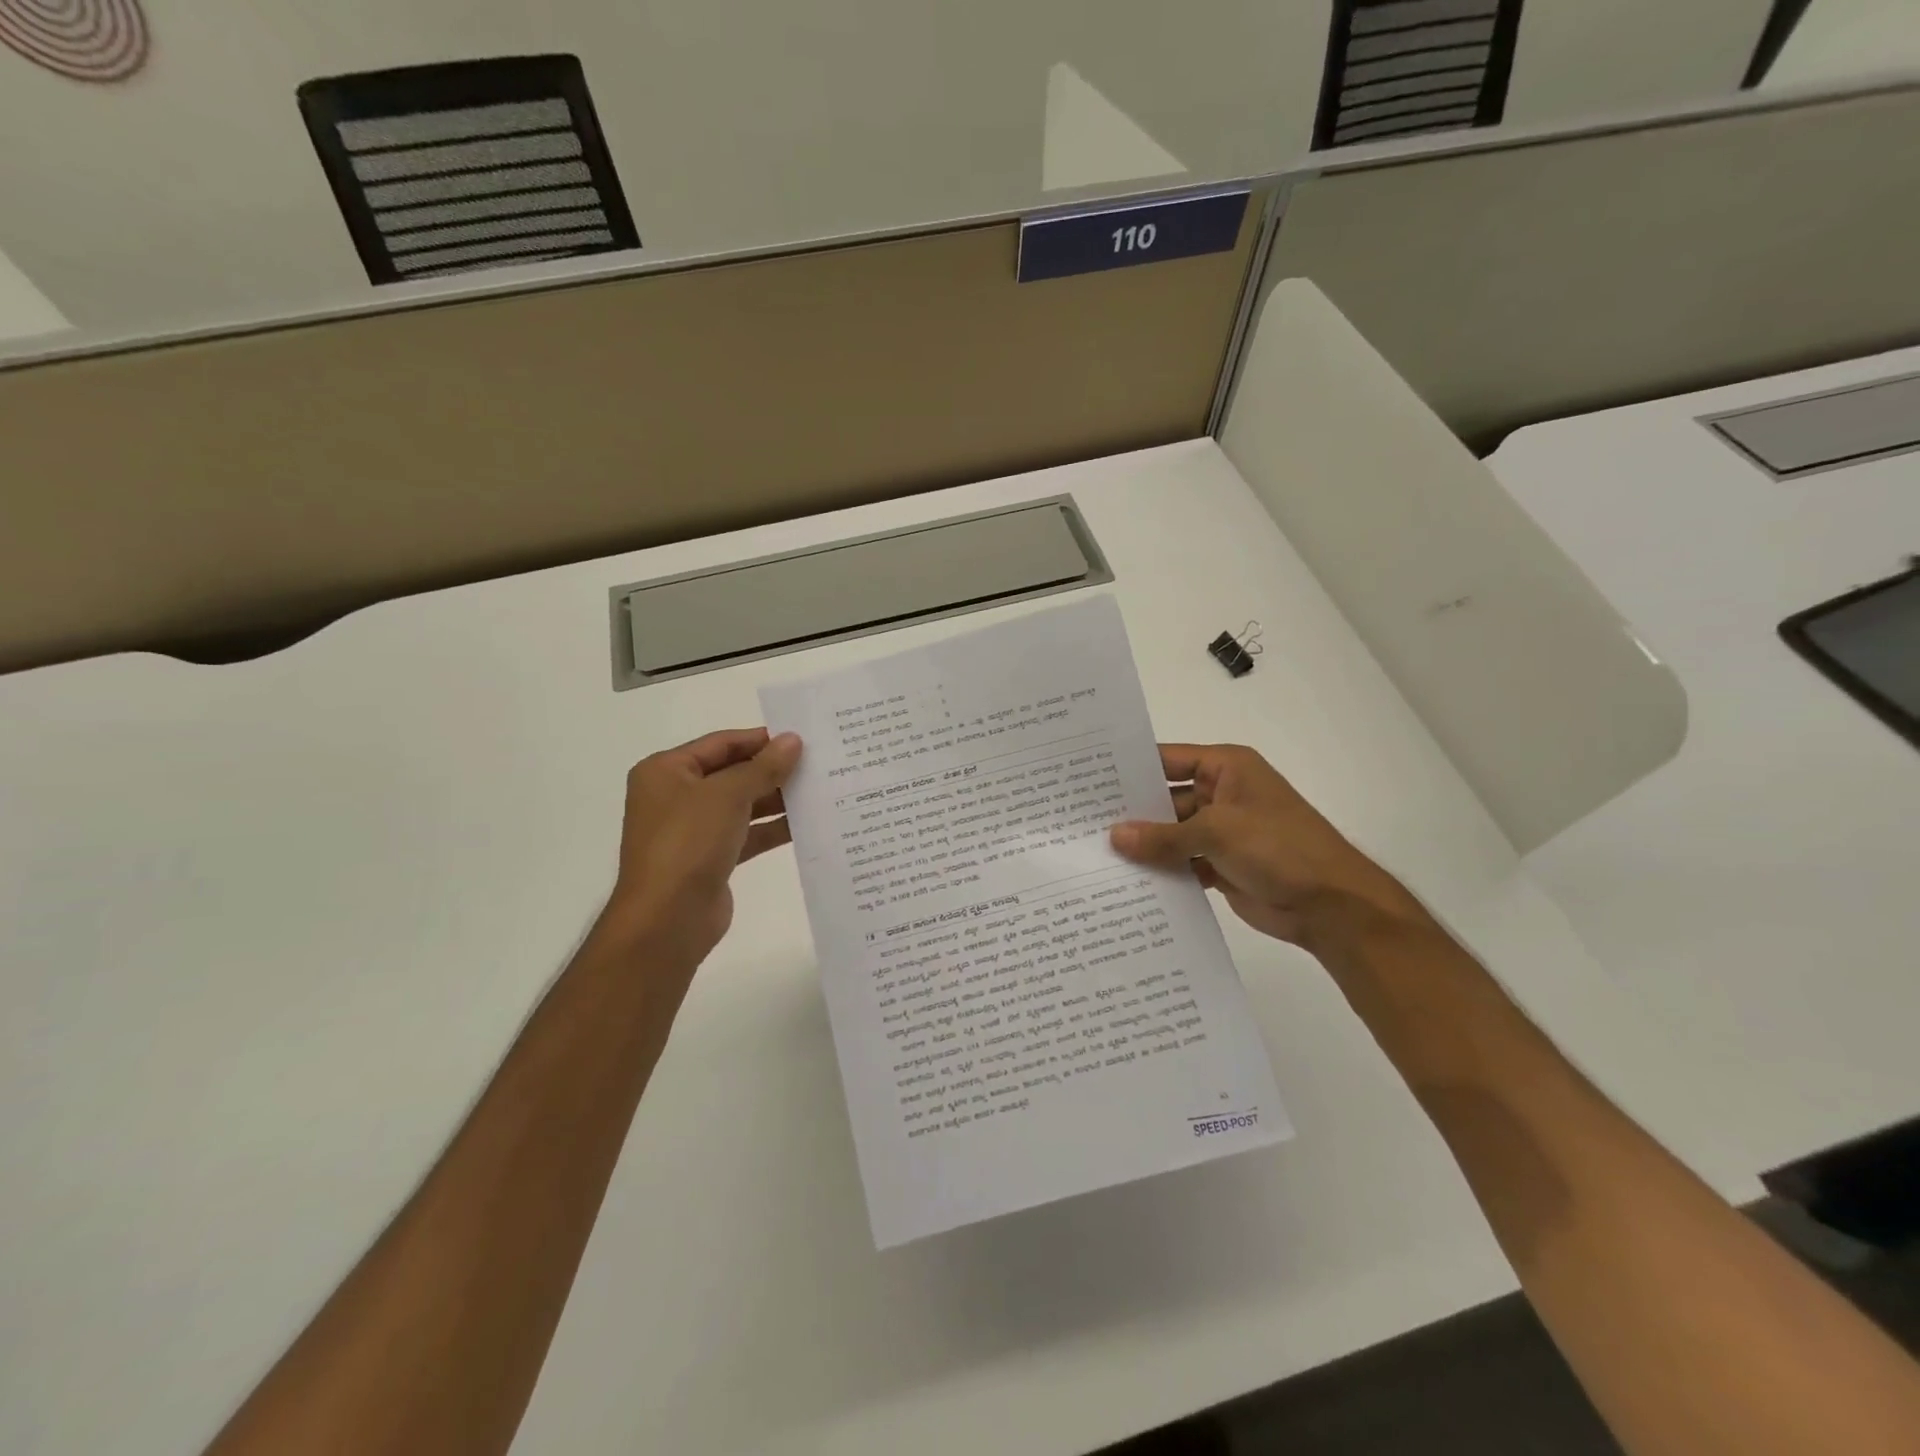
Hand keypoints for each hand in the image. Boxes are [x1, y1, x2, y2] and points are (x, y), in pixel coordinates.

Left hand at [601, 728, 802, 968]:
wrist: (667, 919)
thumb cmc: (689, 842)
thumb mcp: (728, 794)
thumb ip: (764, 767)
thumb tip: (793, 740)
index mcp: (666, 771)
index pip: (721, 743)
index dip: (760, 740)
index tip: (801, 739)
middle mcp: (676, 796)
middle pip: (732, 772)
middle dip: (771, 770)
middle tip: (817, 764)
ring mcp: (693, 830)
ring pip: (741, 805)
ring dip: (776, 799)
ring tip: (819, 790)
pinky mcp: (710, 858)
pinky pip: (746, 834)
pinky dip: (772, 828)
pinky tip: (805, 824)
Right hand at [1110, 743, 1421, 947]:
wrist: (1332, 906)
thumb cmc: (1279, 848)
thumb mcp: (1218, 832)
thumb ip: (1163, 836)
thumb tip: (1114, 836)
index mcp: (1225, 768)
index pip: (1167, 760)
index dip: (1130, 769)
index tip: (1088, 778)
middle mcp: (1220, 794)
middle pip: (1164, 799)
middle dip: (1130, 812)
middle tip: (1080, 821)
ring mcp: (1220, 832)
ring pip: (1170, 834)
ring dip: (1143, 845)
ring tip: (1092, 852)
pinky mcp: (1220, 865)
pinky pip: (1181, 862)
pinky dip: (1160, 870)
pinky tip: (1124, 880)